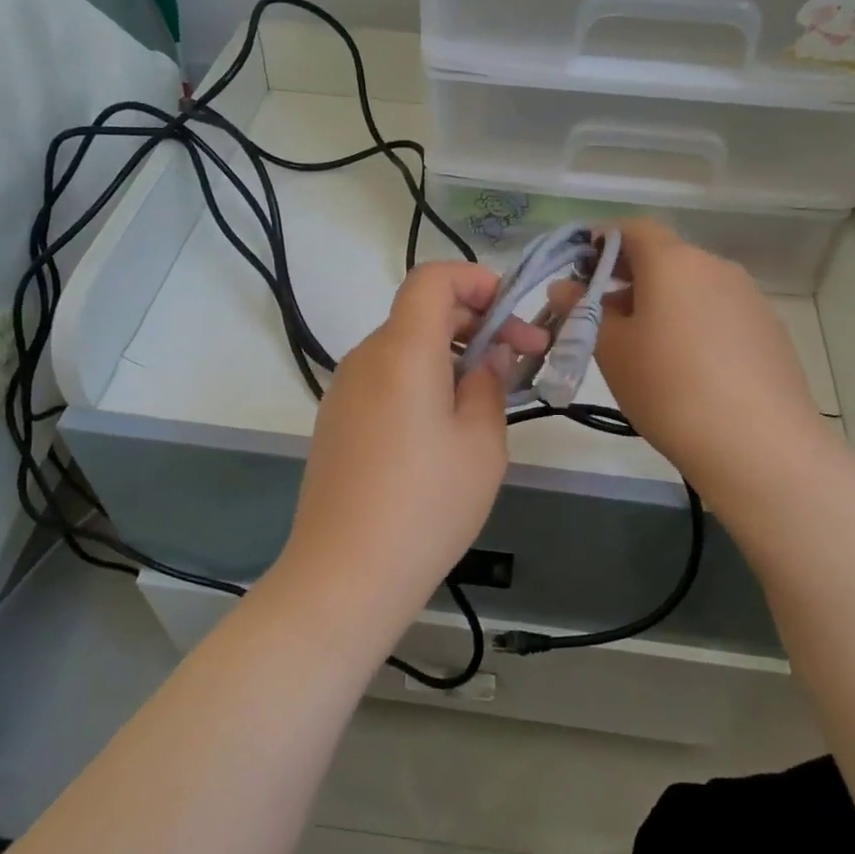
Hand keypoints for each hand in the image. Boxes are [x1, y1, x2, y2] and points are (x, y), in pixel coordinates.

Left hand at [280, 262, 546, 617]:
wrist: (344, 574)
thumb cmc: (426, 505)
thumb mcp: (481, 443)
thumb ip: (489, 383)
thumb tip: (489, 354)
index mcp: (402, 351)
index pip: (432, 279)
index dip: (476, 280)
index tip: (511, 315)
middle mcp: (365, 358)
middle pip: (420, 313)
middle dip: (474, 323)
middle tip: (519, 360)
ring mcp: (343, 390)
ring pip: (403, 348)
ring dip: (448, 355)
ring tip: (484, 400)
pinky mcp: (335, 420)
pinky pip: (384, 379)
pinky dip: (419, 381)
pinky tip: (441, 429)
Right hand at [586, 220, 831, 506]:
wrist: (758, 444)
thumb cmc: (668, 387)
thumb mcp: (611, 350)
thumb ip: (583, 311)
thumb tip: (564, 287)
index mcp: (674, 261)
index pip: (633, 228)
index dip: (602, 241)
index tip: (580, 270)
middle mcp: (715, 267)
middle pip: (664, 257)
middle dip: (628, 278)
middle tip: (601, 316)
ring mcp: (749, 298)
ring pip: (692, 286)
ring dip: (661, 303)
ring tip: (641, 347)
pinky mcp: (769, 330)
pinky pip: (719, 312)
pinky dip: (693, 323)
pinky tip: (686, 367)